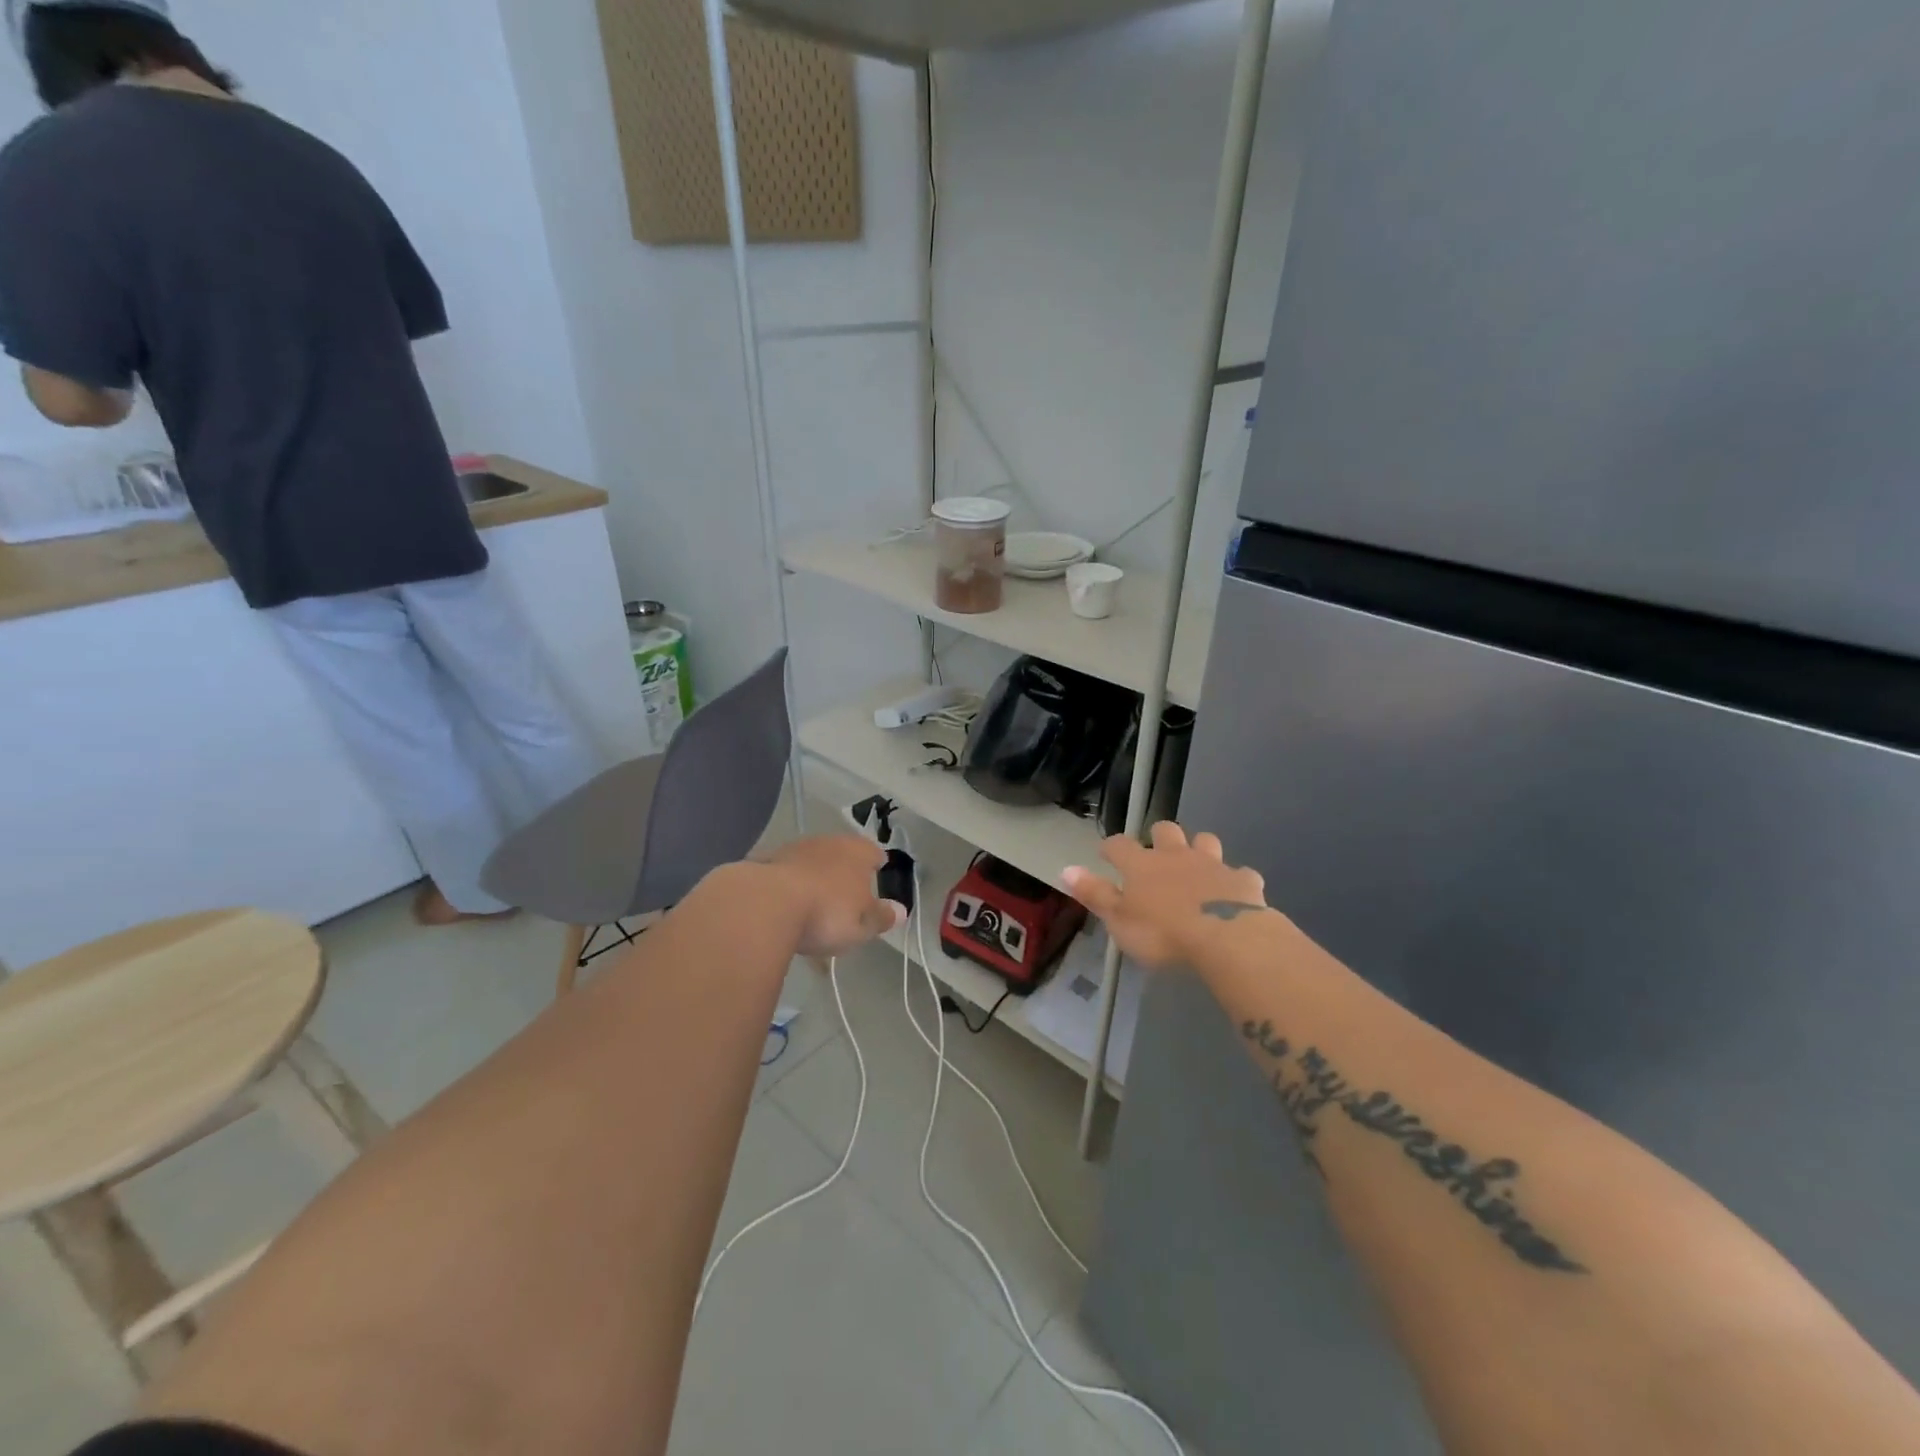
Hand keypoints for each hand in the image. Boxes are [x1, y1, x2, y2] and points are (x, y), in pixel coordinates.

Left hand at [762, 836, 906, 958]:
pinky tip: (785, 906)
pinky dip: (788, 886)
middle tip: (847, 892)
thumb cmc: (827, 913)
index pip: (874, 852)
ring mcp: (794, 849)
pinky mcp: (765, 861)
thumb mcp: (862, 924)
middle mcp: (828, 842)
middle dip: (845, 870)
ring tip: (814, 903)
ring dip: (815, 876)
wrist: (765, 904)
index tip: (878, 872)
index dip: (877, 863)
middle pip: (842, 853)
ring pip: (812, 861)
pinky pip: (786, 874)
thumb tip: (900, 910)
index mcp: (857, 852)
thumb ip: (881, 917)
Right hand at [1063, 822, 1272, 969]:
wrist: (1226, 939)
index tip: (1105, 853)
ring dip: (1199, 849)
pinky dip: (1235, 880)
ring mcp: (1213, 865)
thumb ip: (1094, 894)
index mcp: (1142, 865)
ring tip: (1196, 864)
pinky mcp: (1244, 881)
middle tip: (1155, 853)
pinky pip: (1240, 874)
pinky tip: (1234, 892)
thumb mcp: (1119, 920)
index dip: (1111, 847)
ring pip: (1205, 842)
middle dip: (1159, 836)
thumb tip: (1065, 868)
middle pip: (1165, 831)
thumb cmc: (1163, 933)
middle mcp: (1176, 856)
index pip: (1119, 845)